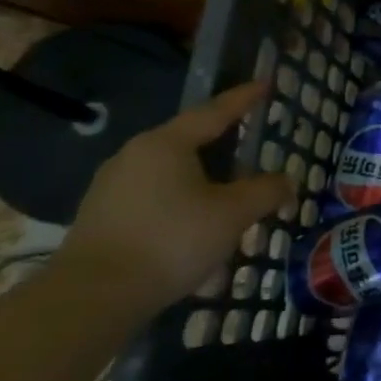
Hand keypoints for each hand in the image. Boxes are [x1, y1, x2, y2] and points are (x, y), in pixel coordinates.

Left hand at [54, 82, 292, 309]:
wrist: (94, 296)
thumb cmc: (172, 240)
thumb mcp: (233, 213)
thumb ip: (266, 191)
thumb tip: (287, 180)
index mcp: (166, 144)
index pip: (214, 112)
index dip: (243, 99)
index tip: (265, 84)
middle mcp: (135, 156)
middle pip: (189, 142)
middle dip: (223, 146)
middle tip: (251, 146)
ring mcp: (113, 187)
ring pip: (172, 174)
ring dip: (204, 183)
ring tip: (229, 200)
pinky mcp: (103, 217)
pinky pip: (155, 200)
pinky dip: (182, 206)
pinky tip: (197, 232)